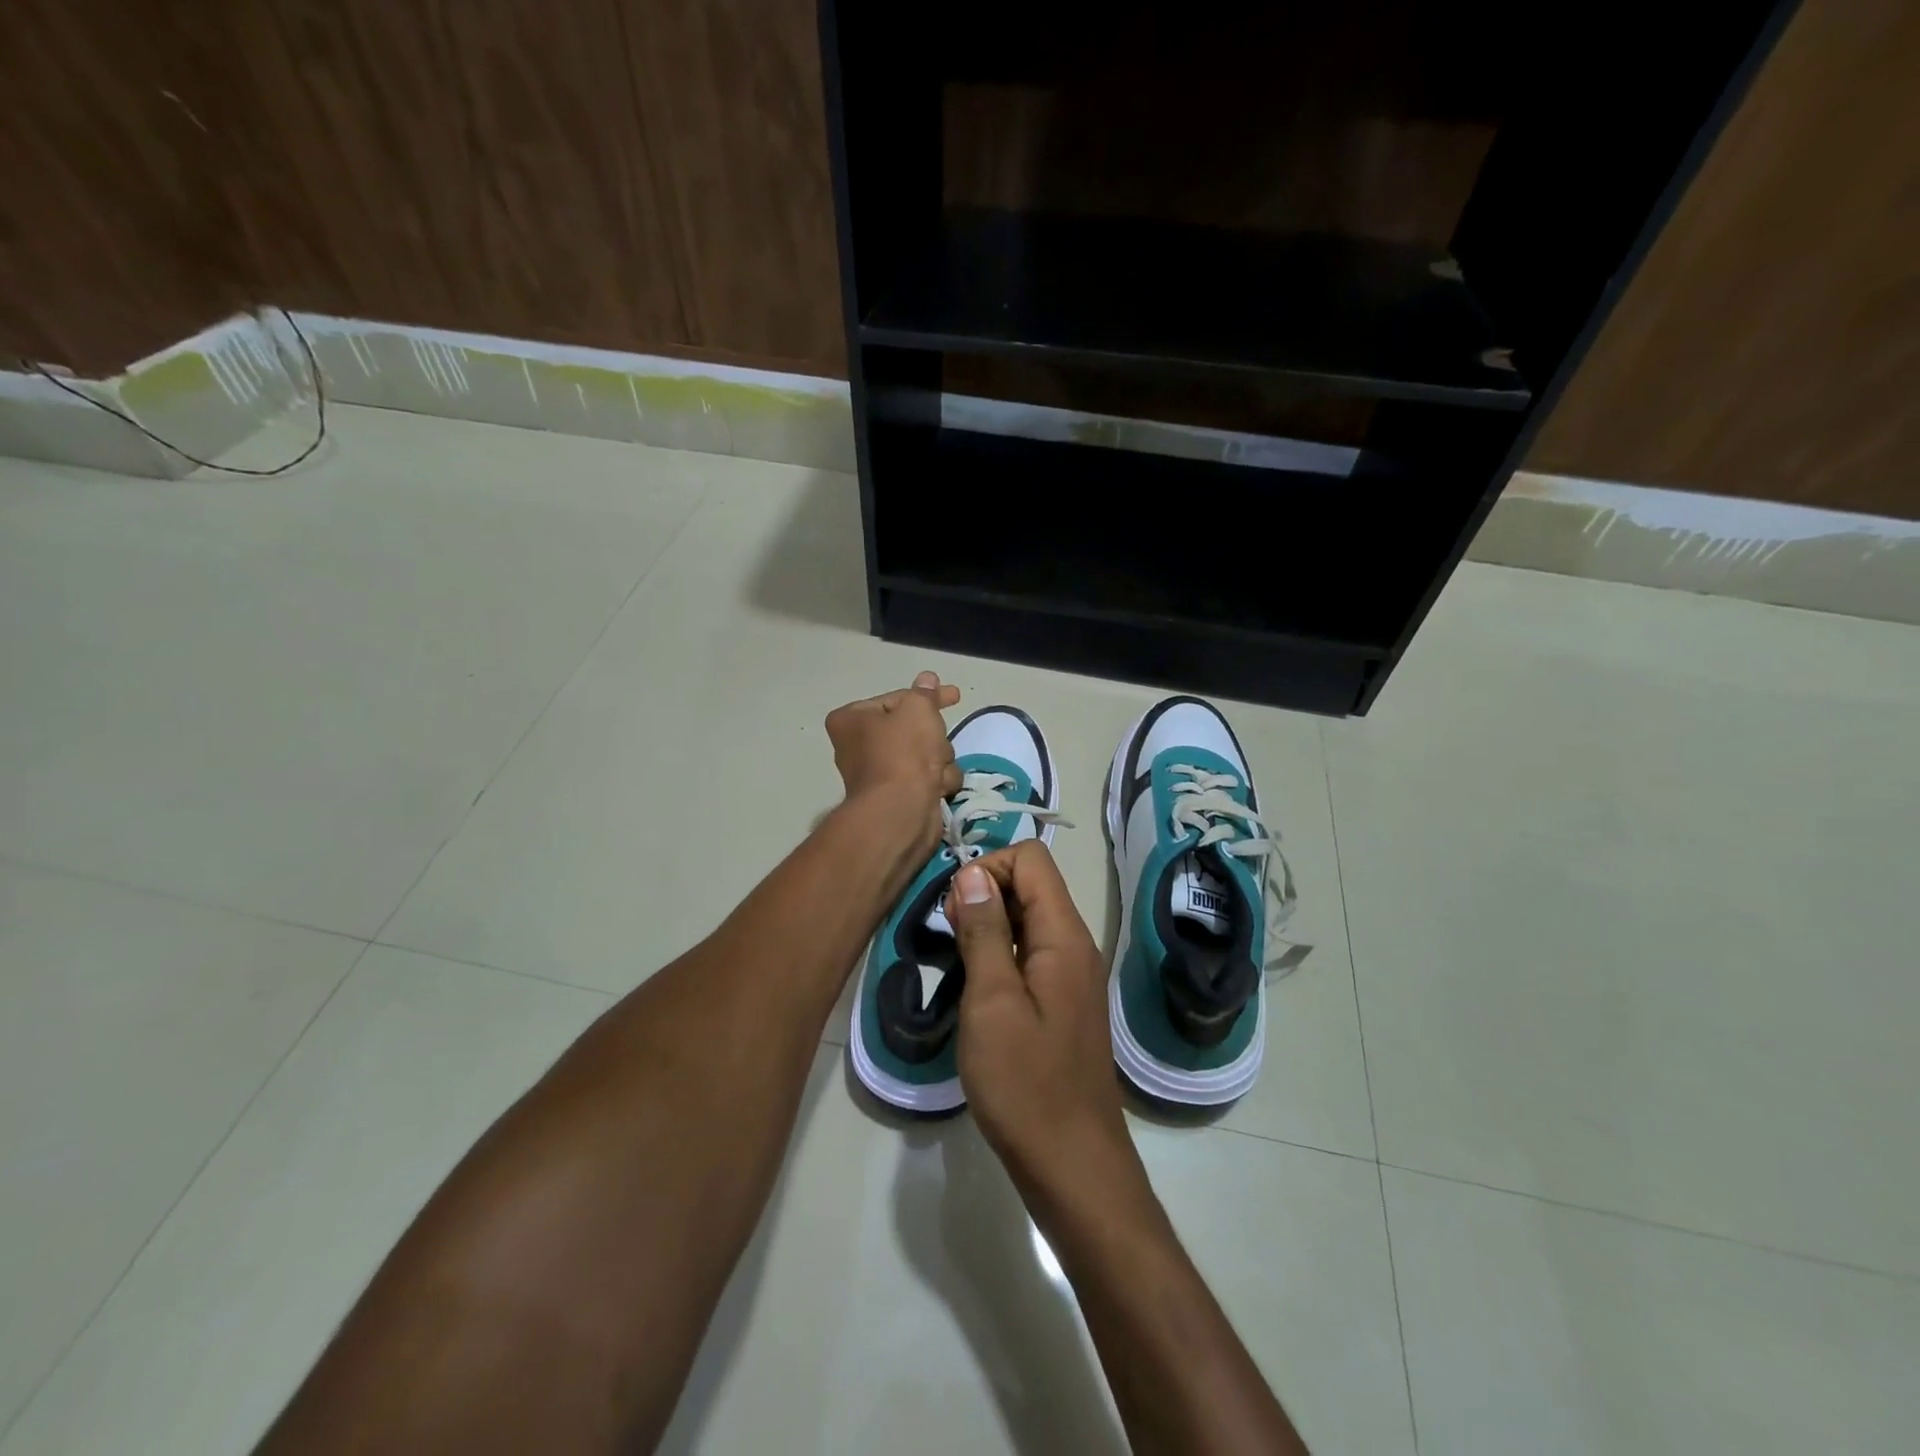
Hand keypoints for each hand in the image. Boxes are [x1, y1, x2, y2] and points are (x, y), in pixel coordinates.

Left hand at [824, 671, 962, 847]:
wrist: (901, 810)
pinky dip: (937, 782)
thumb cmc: (903, 751)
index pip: (895, 699)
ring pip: (925, 755)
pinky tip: (937, 787)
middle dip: (932, 736)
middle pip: (911, 730)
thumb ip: (925, 693)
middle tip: (938, 739)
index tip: (953, 695)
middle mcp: (859, 747)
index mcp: (851, 721)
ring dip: (939, 759)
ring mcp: (880, 776)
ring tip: (936, 769)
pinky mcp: (899, 799)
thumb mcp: (918, 709)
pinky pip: (927, 780)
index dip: (925, 697)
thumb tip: (927, 680)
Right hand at [947, 843, 1152, 1230]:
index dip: (989, 866)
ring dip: (987, 925)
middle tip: (948, 937)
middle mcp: (1074, 945)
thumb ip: (983, 931)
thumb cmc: (1025, 1083)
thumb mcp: (991, 1002)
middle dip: (984, 894)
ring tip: (955, 961)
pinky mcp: (1061, 1001)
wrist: (1073, 1164)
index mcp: (1064, 935)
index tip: (955, 908)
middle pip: (1031, 885)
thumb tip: (973, 873)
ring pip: (1028, 920)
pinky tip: (974, 987)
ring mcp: (1070, 975)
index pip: (1032, 858)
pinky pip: (1030, 953)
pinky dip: (999, 954)